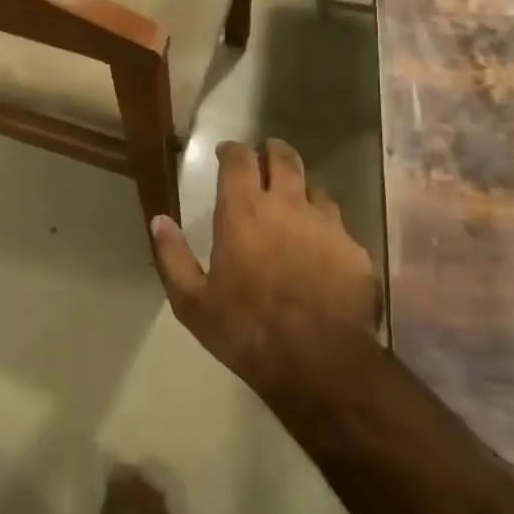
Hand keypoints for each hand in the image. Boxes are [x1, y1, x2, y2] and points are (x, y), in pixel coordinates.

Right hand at [149, 140, 379, 388]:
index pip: (239, 159)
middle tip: (266, 157)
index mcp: (243, 211)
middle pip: (284, 158)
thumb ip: (172, 256)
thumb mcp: (193, 302)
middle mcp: (287, 205)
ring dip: (302, 190)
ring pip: (316, 188)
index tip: (226, 153)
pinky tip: (323, 248)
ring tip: (296, 204)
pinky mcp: (354, 250)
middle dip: (272, 151)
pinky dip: (327, 227)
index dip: (232, 150)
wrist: (320, 363)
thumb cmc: (247, 330)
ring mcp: (326, 224)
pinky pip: (340, 225)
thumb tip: (159, 220)